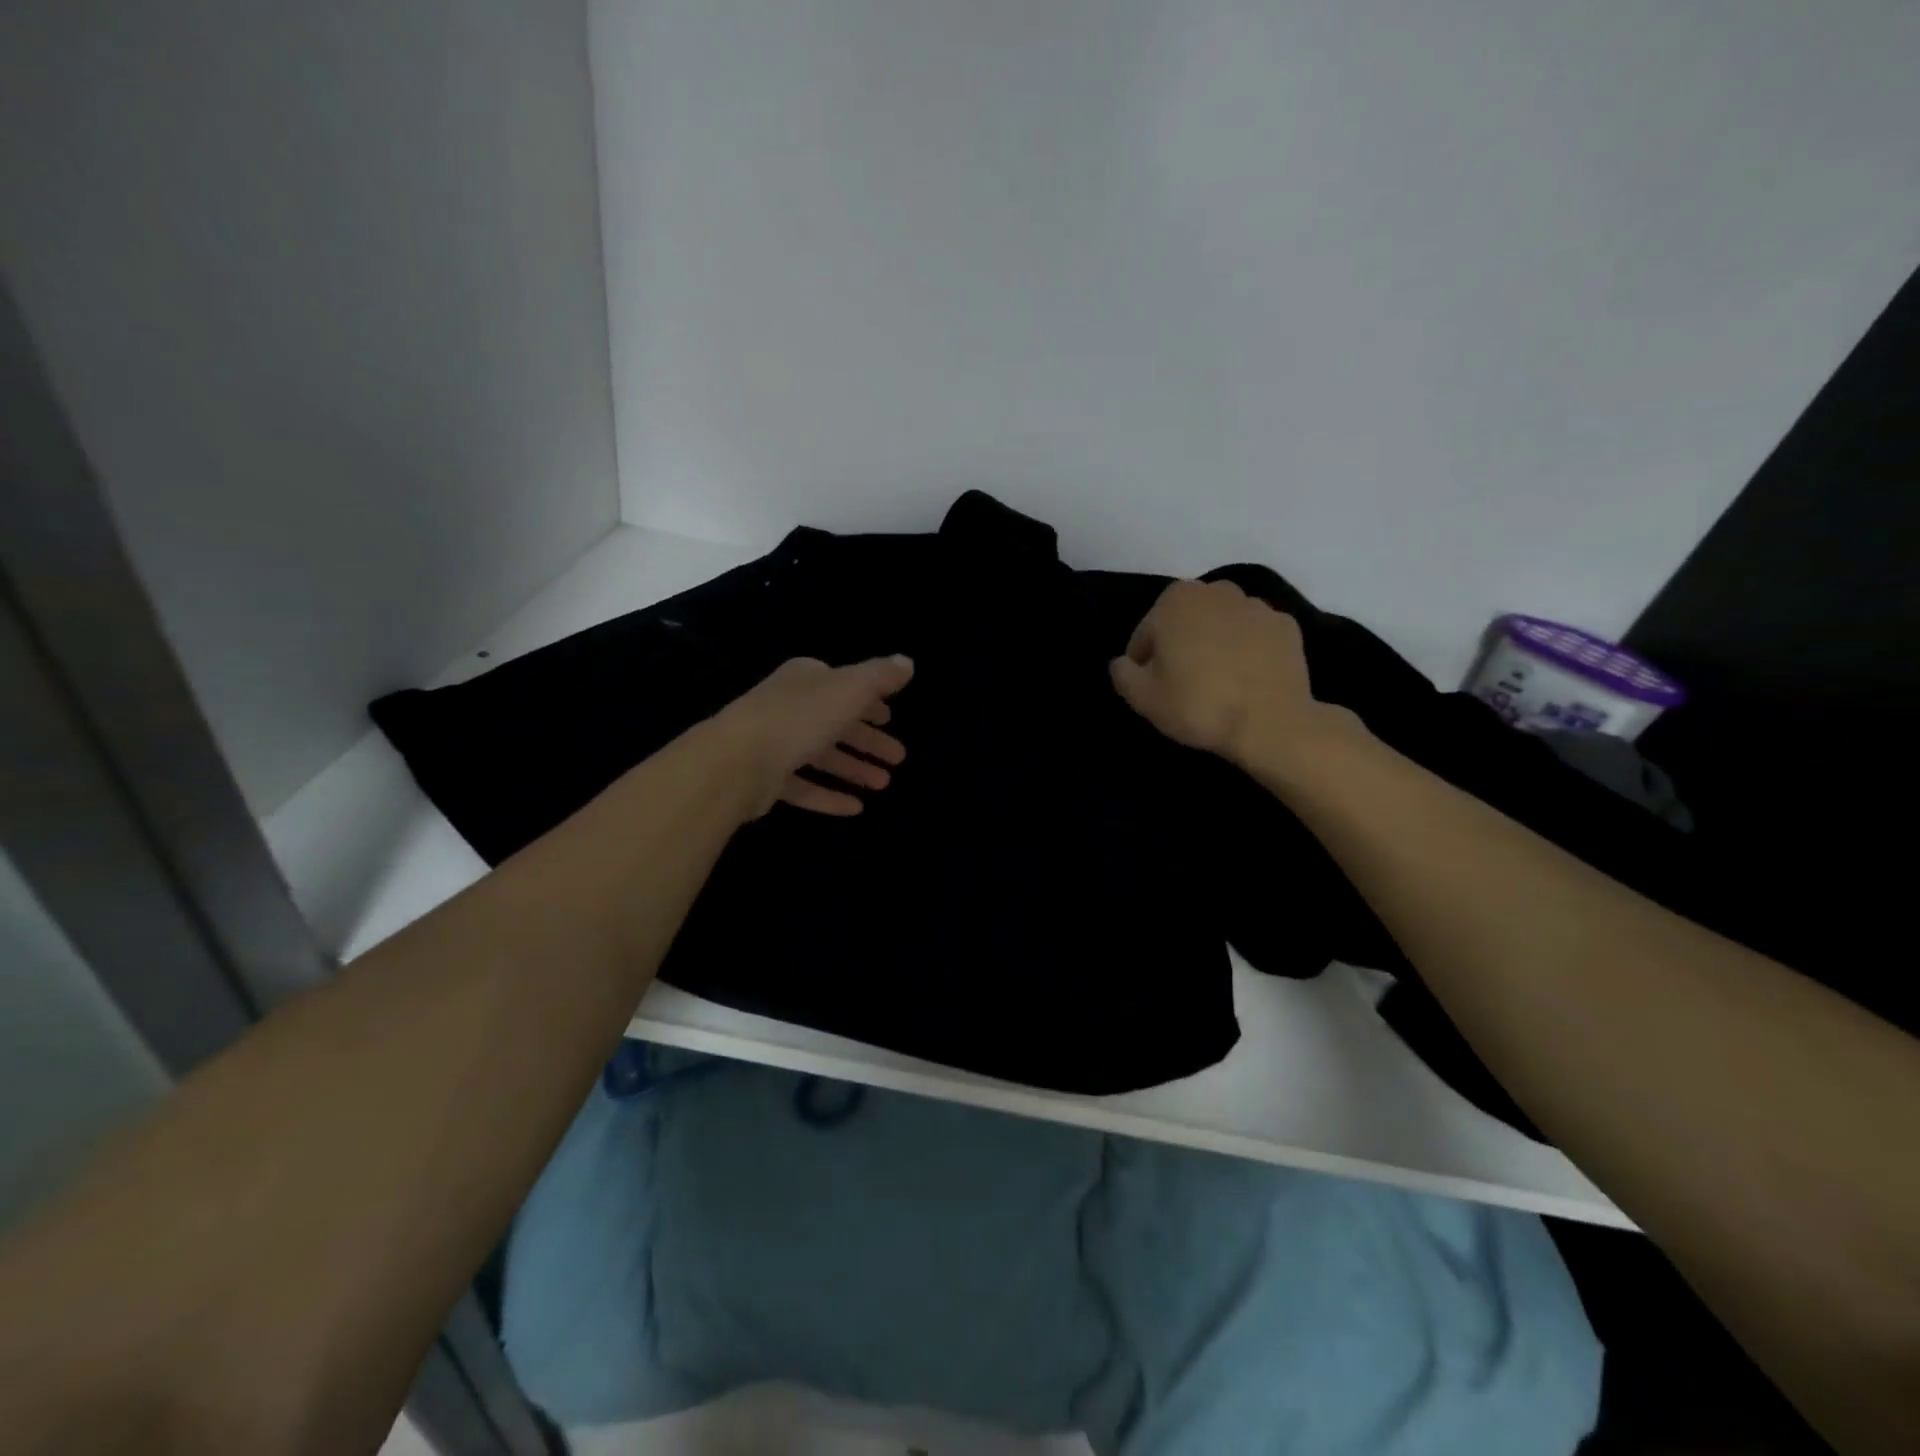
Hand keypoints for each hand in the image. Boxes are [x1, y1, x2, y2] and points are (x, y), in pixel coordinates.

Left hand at [714, 655, 913, 818]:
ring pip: (822, 756)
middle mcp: (789, 707)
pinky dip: (829, 795)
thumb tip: (906, 662)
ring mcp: (775, 744)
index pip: (844, 686)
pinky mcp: (766, 779)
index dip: (869, 701)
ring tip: (883, 785)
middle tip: (898, 758)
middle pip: (836, 723)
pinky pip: (804, 787)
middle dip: (868, 740)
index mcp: (807, 680)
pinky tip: (855, 808)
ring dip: (854, 769)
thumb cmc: (800, 717)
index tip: (890, 718)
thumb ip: (879, 677)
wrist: (737, 761)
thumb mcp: (850, 689)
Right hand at [1111, 579, 1344, 767]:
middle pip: (1186, 623)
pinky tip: (1246, 682)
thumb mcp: (1141, 697)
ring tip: (1218, 686)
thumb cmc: (1197, 704)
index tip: (1153, 689)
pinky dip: (1247, 653)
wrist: (1269, 723)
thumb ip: (1122, 673)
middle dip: (1181, 648)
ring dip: (1214, 647)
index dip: (1144, 665)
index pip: (1146, 634)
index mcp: (1176, 599)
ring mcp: (1257, 606)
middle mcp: (1217, 590)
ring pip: (1221, 627)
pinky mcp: (1287, 627)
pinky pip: (1254, 638)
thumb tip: (1123, 663)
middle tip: (1184, 687)